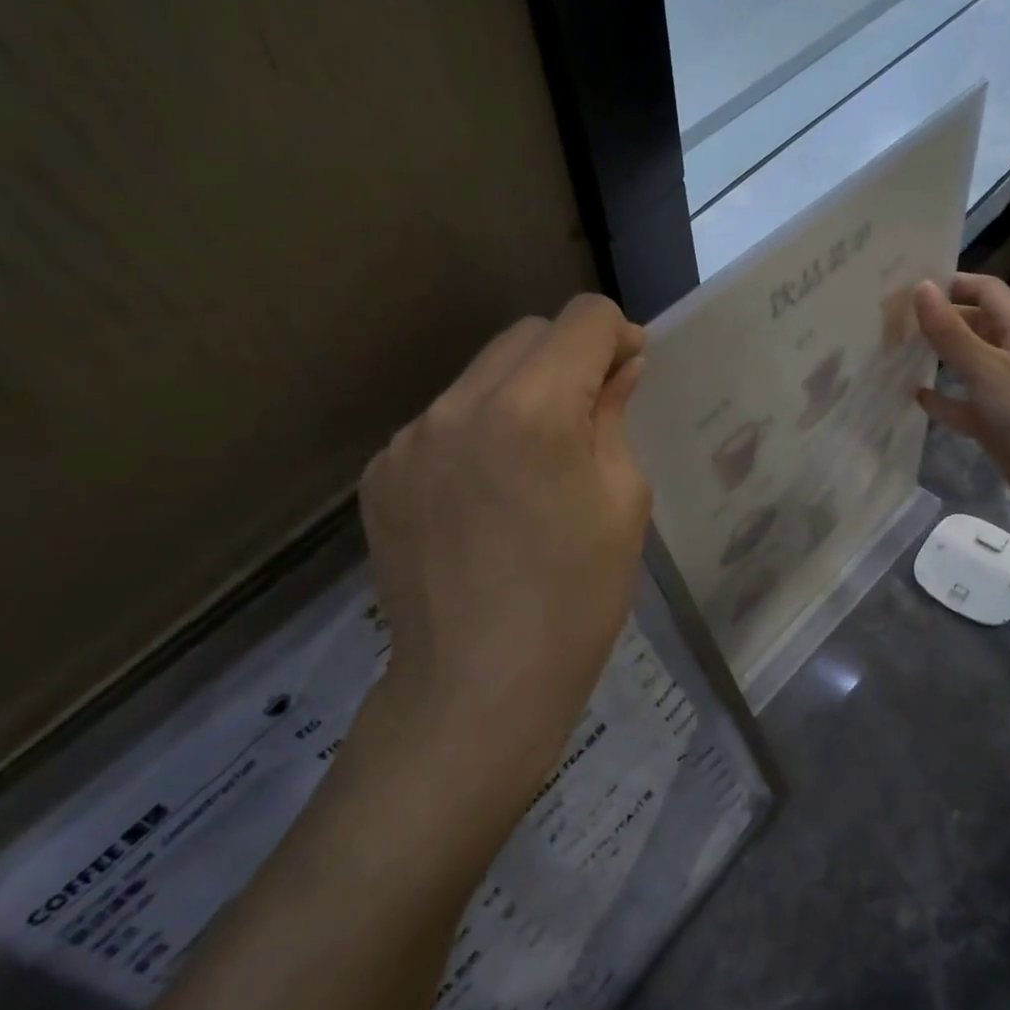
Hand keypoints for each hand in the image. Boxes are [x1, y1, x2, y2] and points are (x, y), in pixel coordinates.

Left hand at [354, 294, 651, 791]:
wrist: (475, 690)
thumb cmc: (575, 600)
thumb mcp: (622, 500)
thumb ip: (615, 414)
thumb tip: (618, 365)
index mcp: (533, 409)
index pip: (583, 318)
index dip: (618, 336)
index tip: (628, 375)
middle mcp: (459, 405)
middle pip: (527, 334)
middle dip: (569, 357)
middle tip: (588, 417)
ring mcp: (410, 438)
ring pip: (481, 375)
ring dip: (519, 393)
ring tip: (532, 462)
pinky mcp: (381, 472)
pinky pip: (443, 421)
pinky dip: (475, 432)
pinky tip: (485, 494)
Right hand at [914, 274, 1009, 517]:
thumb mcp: (986, 366)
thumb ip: (950, 330)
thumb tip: (921, 288)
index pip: (985, 290)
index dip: (952, 283)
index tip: (910, 287)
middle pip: (973, 324)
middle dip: (939, 319)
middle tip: (893, 320)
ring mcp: (1005, 388)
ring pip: (966, 363)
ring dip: (937, 356)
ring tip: (895, 352)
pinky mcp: (996, 421)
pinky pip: (963, 403)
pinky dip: (942, 398)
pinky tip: (915, 395)